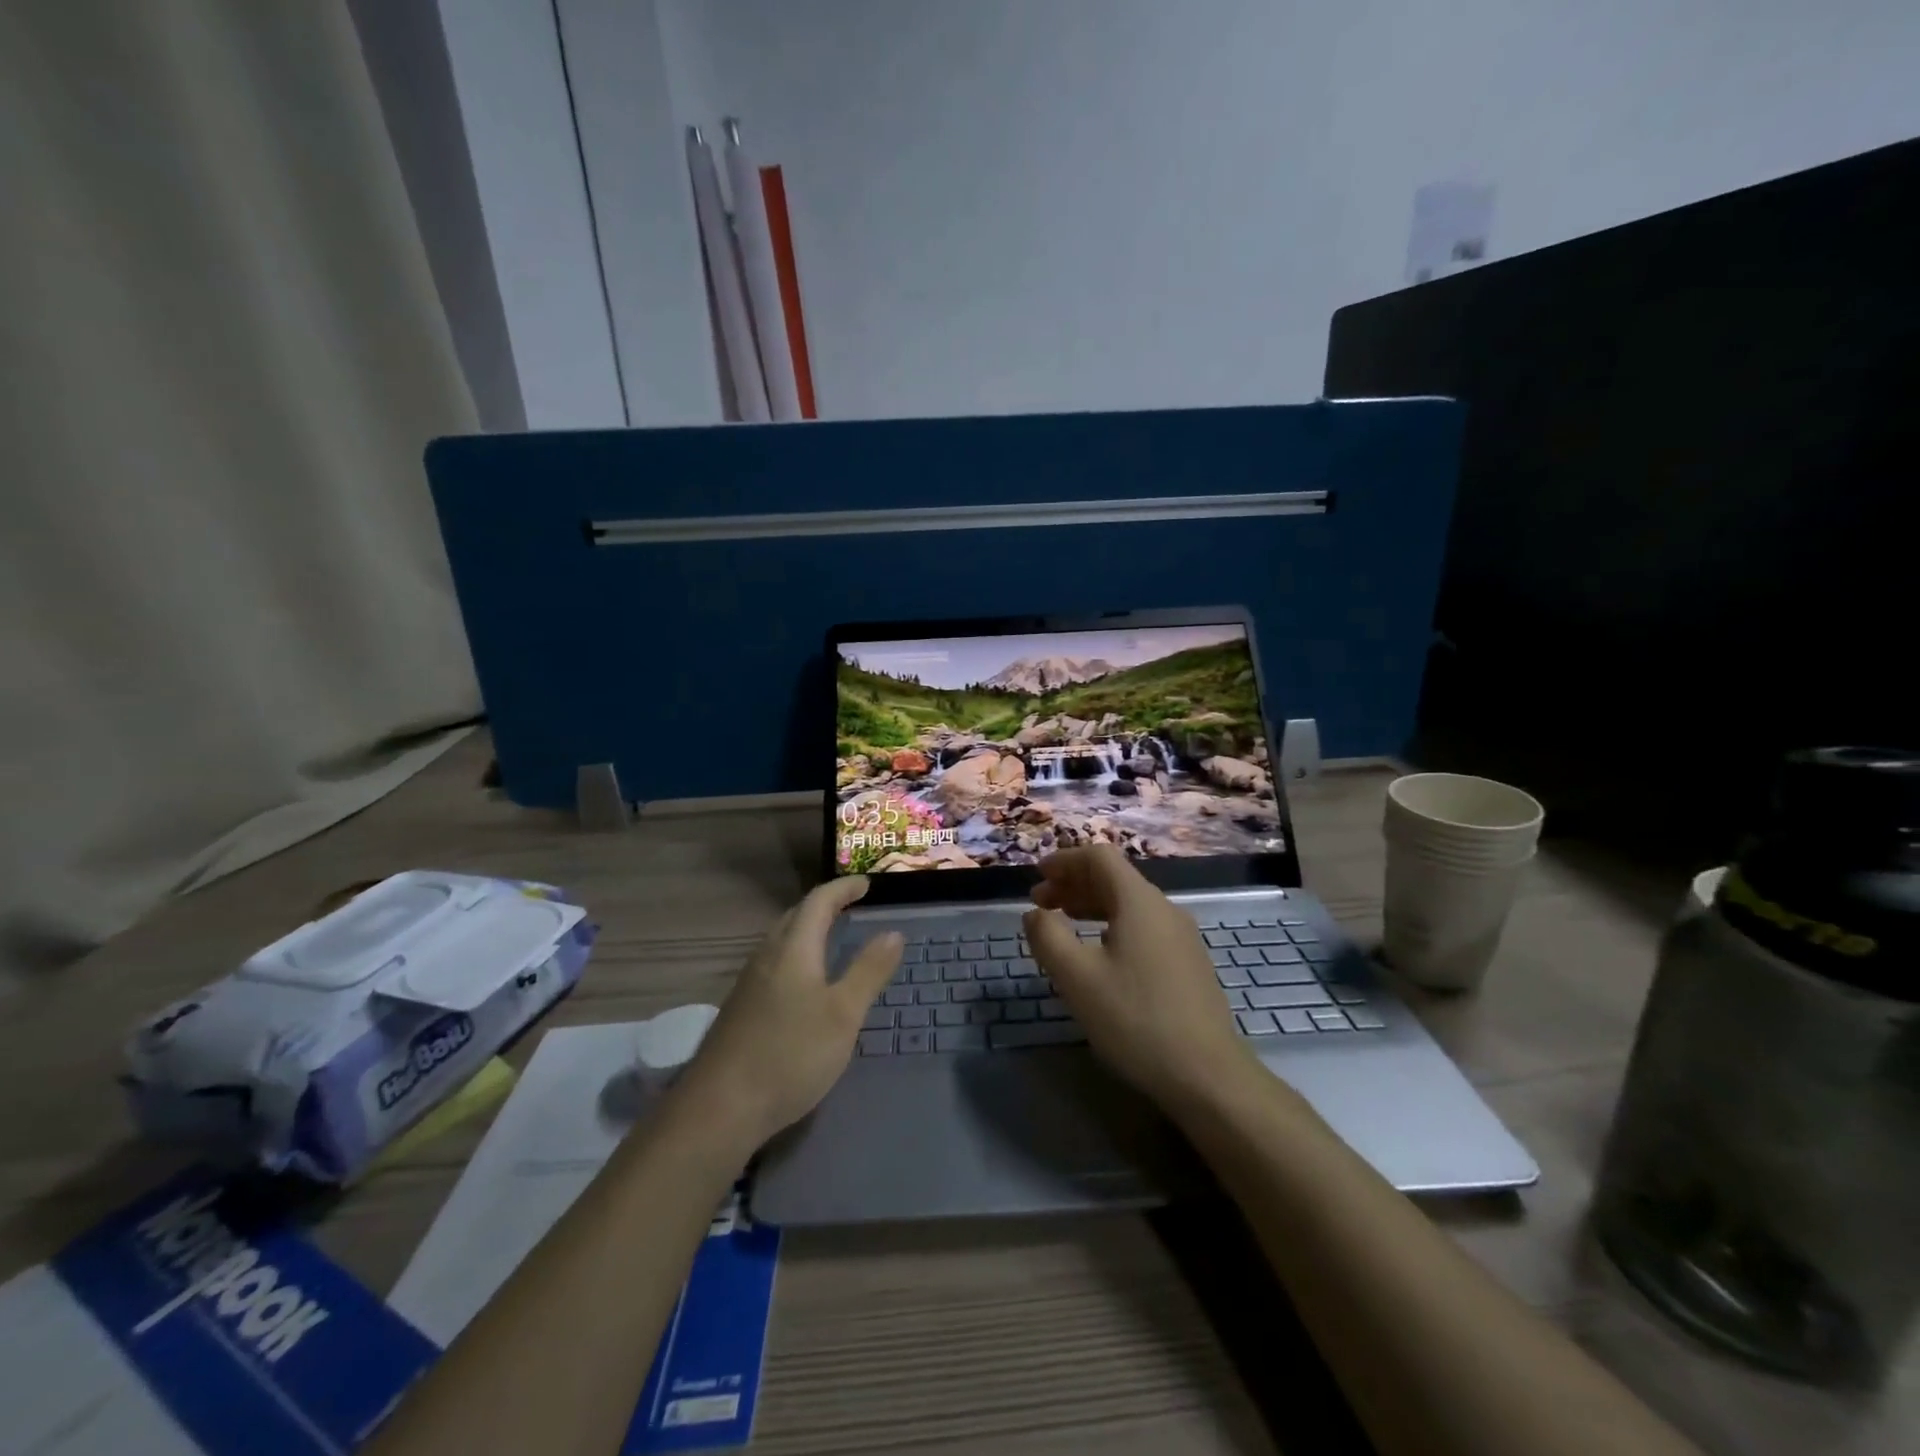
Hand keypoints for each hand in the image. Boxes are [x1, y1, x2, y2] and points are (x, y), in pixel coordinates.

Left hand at [675, 877, 901, 1149]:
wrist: (720, 1108)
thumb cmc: (790, 1054)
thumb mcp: (843, 1014)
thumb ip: (869, 971)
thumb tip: (893, 932)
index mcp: (793, 949)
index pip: (818, 901)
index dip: (843, 888)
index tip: (867, 885)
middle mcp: (767, 956)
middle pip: (795, 916)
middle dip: (824, 905)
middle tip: (851, 906)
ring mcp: (749, 984)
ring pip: (781, 940)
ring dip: (807, 930)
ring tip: (831, 938)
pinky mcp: (741, 1009)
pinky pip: (773, 963)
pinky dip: (796, 955)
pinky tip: (804, 983)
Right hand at [1024, 847, 1255, 1115]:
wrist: (1207, 1075)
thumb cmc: (1136, 1019)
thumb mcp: (1077, 978)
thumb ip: (1048, 937)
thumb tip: (1034, 913)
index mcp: (1139, 902)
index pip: (1099, 857)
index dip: (1064, 860)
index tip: (1036, 878)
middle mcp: (1164, 909)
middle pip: (1115, 879)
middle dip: (1073, 884)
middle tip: (1039, 904)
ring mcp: (1182, 937)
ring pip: (1129, 905)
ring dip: (1091, 906)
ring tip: (1063, 924)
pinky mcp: (1188, 964)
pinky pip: (1143, 928)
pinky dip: (1111, 926)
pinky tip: (1099, 955)